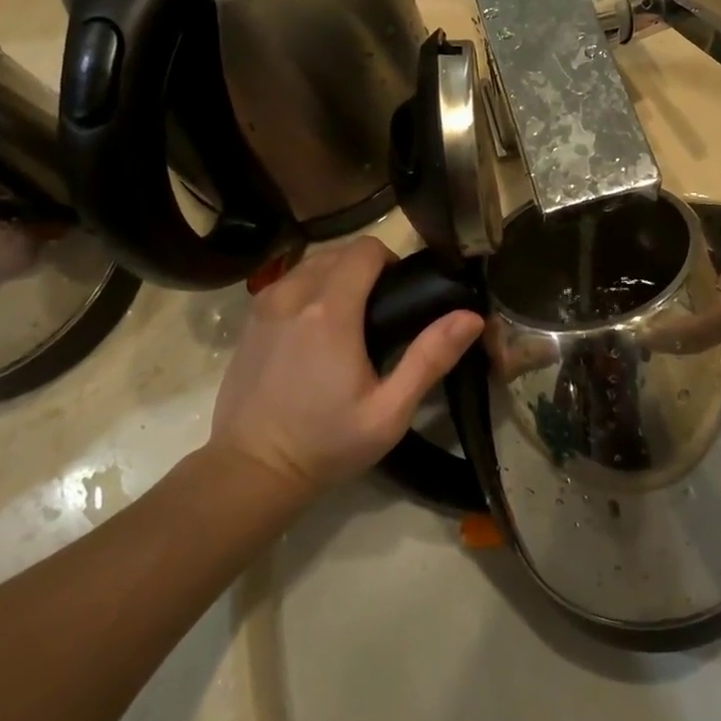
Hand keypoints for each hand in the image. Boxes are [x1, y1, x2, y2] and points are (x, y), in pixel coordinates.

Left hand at [202, 237, 484, 496]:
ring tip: (350, 317)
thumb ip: (430, 359)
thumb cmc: (326, 443)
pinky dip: (309, 287)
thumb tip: (471, 316)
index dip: (390, 261)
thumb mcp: (389, 412)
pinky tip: (316, 327)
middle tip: (381, 311)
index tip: (401, 293)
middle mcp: (294, 295)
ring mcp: (265, 304)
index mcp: (330, 311)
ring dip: (336, 275)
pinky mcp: (250, 319)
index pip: (366, 249)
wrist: (251, 471)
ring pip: (311, 263)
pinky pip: (288, 281)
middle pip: (339, 252)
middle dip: (365, 268)